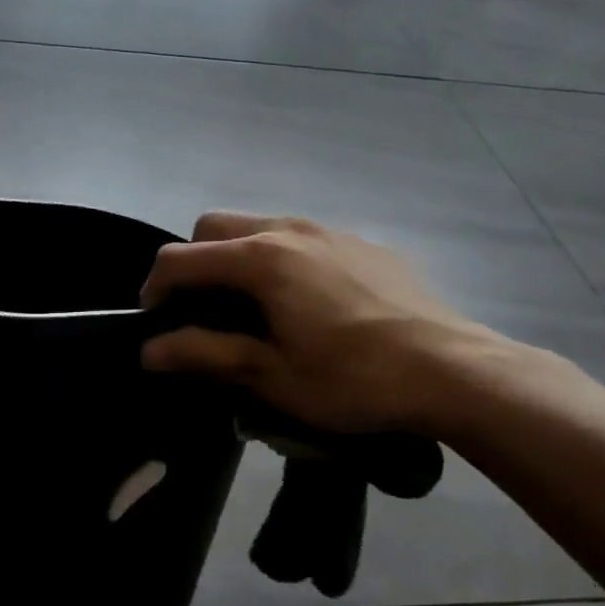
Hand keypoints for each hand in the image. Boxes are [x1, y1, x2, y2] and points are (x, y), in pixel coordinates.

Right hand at [140, 213, 508, 436]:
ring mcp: (328, 230)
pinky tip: (306, 303)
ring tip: (253, 307)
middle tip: (203, 310)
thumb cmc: (353, 379)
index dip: (155, 289)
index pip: (181, 259)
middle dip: (194, 263)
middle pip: (214, 227)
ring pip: (258, 226)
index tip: (157, 324)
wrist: (455, 370)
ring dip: (237, 258)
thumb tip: (149, 351)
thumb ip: (205, 353)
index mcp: (260, 259)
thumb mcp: (271, 375)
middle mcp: (288, 229)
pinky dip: (280, 259)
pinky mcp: (360, 242)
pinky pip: (301, 238)